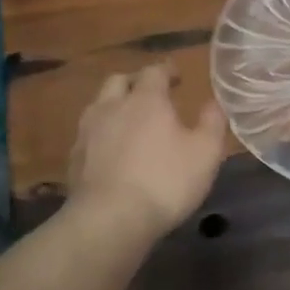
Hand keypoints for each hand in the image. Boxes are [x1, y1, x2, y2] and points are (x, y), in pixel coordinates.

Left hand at [67, 64, 226, 236]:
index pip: (154, 72)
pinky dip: (102, 134)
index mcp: (145, 100)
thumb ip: (212, 122)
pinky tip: (112, 151)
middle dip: (135, 82)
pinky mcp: (75, 158)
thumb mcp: (206, 153)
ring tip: (129, 121)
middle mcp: (112, 107)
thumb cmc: (166, 181)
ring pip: (98, 105)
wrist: (110, 219)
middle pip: (118, 81)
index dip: (167, 70)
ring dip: (115, 106)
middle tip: (151, 94)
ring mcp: (88, 132)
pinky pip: (89, 134)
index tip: (177, 75)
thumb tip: (214, 102)